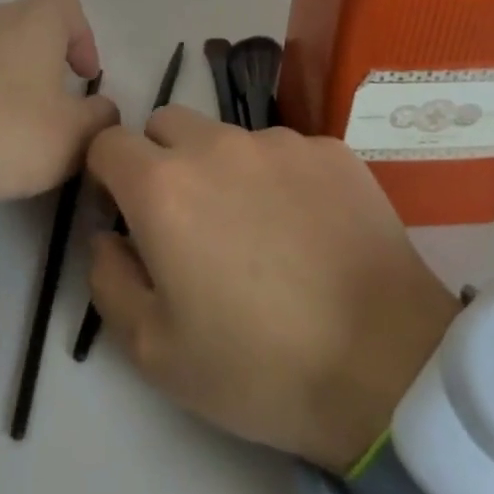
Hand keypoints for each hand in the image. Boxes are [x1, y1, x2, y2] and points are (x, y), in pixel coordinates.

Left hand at [0, 0, 120, 203]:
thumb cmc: (4, 134)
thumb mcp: (72, 138)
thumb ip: (100, 118)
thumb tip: (102, 110)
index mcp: (30, 21)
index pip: (67, 3)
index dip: (82, 36)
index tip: (83, 77)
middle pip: (24, 24)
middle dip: (41, 60)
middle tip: (46, 106)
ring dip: (0, 74)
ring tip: (0, 121)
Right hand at [85, 107, 458, 473]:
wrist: (387, 367)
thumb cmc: (258, 368)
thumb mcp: (154, 350)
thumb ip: (108, 279)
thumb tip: (108, 235)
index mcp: (164, 187)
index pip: (108, 143)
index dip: (106, 175)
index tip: (124, 213)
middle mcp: (218, 145)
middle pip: (166, 125)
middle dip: (160, 160)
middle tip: (188, 222)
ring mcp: (281, 141)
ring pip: (227, 137)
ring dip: (222, 169)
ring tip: (259, 232)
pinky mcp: (332, 151)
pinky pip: (285, 151)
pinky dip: (279, 178)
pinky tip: (308, 230)